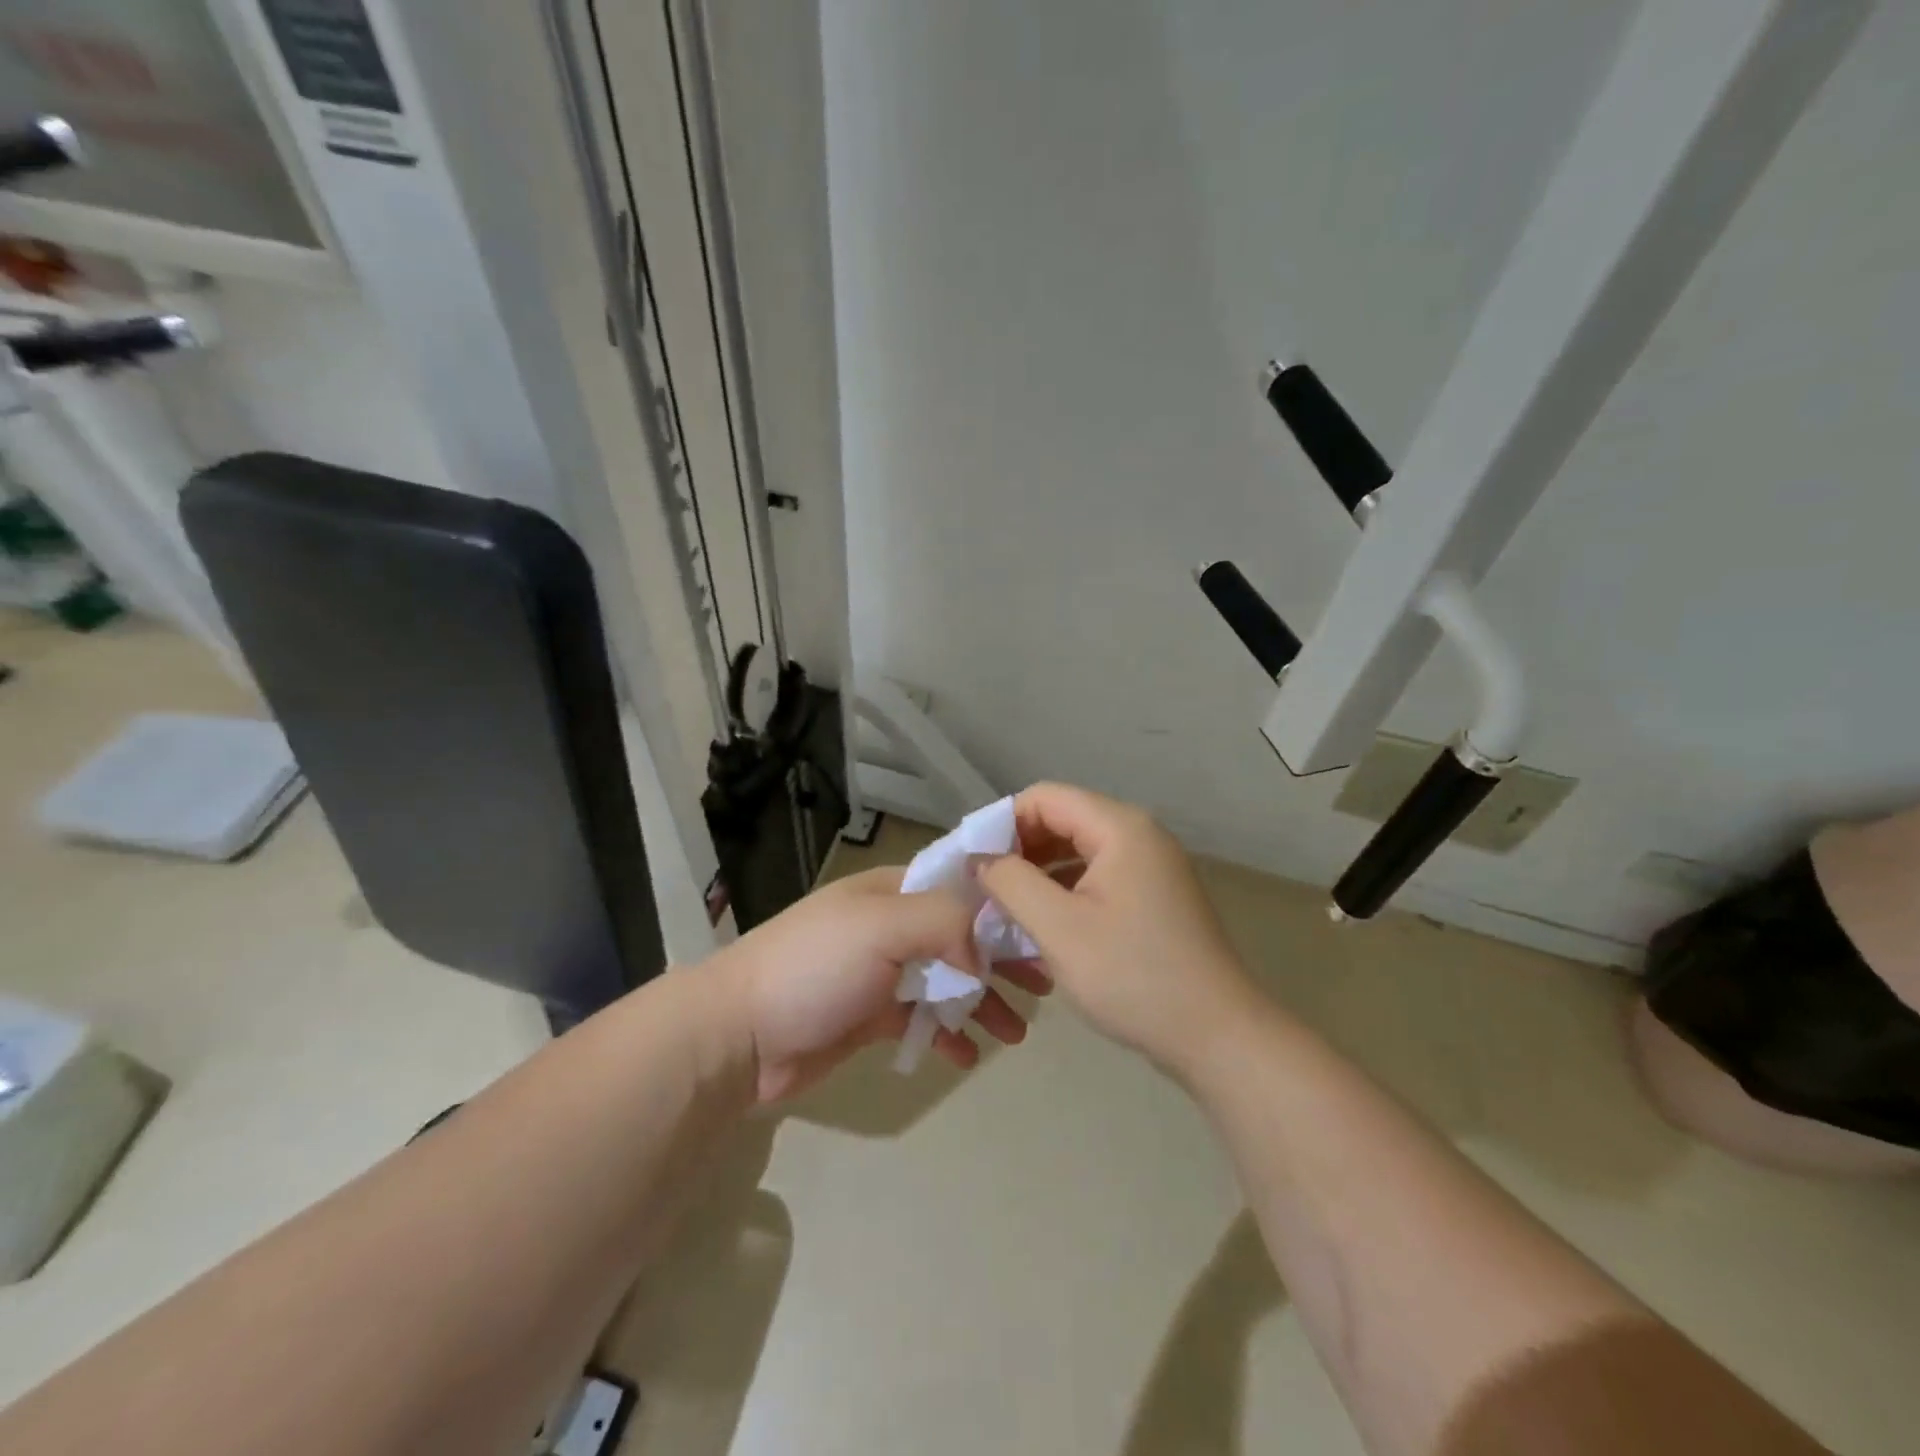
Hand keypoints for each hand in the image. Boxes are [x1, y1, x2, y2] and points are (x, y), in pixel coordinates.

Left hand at [714, 866, 1049, 1101]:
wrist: (739, 1034)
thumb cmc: (814, 967)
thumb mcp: (883, 926)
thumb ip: (945, 922)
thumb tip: (982, 953)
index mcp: (893, 890)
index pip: (961, 886)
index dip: (1003, 907)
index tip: (1044, 933)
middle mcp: (890, 925)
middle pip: (961, 936)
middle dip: (1002, 960)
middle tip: (1043, 988)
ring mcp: (879, 972)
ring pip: (947, 981)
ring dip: (983, 1003)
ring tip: (1016, 1033)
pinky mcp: (869, 1016)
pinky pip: (922, 1020)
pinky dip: (947, 1035)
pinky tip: (967, 1057)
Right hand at [978, 783, 1259, 1079]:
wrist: (1219, 1036)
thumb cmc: (1134, 977)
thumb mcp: (1058, 929)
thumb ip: (1011, 882)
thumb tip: (981, 857)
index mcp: (1120, 827)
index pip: (1044, 798)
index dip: (1002, 823)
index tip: (972, 863)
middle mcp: (1139, 834)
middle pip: (1063, 819)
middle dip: (1019, 849)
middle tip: (984, 889)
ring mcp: (1152, 866)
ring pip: (1078, 850)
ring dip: (1039, 873)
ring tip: (1006, 909)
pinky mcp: (1155, 895)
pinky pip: (1098, 876)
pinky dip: (1066, 891)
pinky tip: (1044, 925)